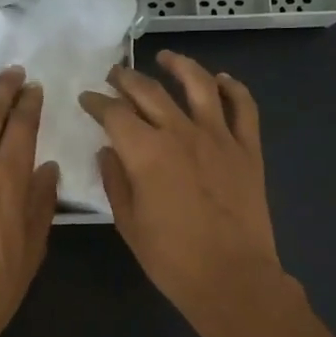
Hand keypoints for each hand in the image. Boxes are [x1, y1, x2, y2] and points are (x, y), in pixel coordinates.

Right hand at [78, 51, 300, 336]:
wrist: (232, 279)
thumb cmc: (172, 258)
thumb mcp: (129, 223)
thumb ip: (115, 180)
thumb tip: (108, 150)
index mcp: (146, 152)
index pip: (114, 113)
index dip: (97, 102)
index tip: (87, 99)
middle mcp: (181, 132)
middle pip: (150, 91)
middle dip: (127, 79)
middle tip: (115, 75)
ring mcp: (219, 137)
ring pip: (199, 85)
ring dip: (180, 66)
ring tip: (166, 57)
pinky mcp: (248, 149)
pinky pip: (244, 107)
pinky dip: (233, 88)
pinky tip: (222, 80)